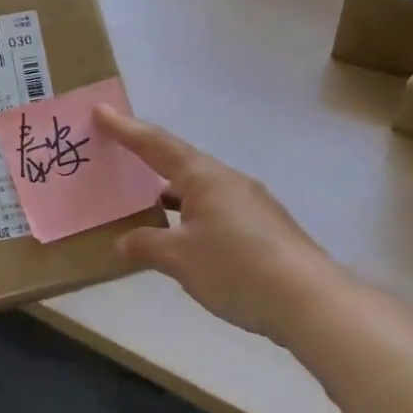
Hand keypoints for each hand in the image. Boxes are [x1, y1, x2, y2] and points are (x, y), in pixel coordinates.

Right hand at [95, 105, 346, 346]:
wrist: (310, 301)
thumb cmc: (236, 267)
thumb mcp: (180, 258)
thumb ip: (146, 245)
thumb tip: (122, 242)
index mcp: (204, 177)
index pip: (156, 145)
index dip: (126, 129)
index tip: (101, 112)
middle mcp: (228, 181)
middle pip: (179, 162)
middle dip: (147, 159)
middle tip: (118, 156)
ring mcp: (251, 203)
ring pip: (199, 189)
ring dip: (170, 192)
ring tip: (144, 203)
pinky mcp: (264, 228)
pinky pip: (216, 209)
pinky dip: (191, 214)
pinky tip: (184, 238)